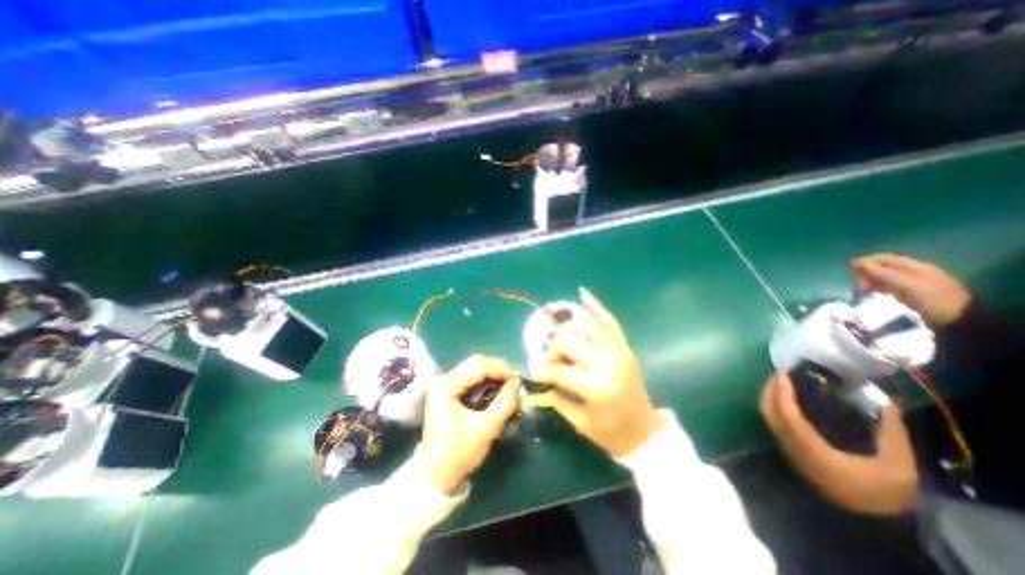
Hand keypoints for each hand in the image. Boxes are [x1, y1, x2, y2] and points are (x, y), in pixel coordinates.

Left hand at [417, 355, 515, 492]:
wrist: (436, 475)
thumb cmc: (458, 453)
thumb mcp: (486, 428)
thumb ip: (504, 403)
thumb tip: (517, 383)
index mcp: (447, 385)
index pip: (479, 365)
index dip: (502, 369)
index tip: (519, 380)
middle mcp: (444, 379)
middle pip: (477, 363)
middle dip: (499, 370)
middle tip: (515, 382)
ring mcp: (445, 384)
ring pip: (475, 369)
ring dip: (494, 375)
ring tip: (509, 386)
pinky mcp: (449, 391)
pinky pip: (472, 378)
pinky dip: (487, 381)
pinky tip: (497, 390)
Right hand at [528, 288, 665, 457]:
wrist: (646, 432)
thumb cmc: (611, 433)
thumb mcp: (579, 422)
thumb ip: (556, 398)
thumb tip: (539, 378)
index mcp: (596, 387)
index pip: (559, 369)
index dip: (543, 371)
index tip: (536, 374)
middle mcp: (607, 362)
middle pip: (569, 340)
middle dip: (554, 348)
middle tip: (552, 359)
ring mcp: (618, 351)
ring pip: (586, 325)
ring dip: (568, 326)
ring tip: (559, 334)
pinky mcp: (625, 347)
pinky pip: (610, 321)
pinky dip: (596, 306)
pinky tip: (583, 293)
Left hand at [760, 372, 920, 515]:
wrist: (873, 522)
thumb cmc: (885, 493)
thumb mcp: (899, 467)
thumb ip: (892, 433)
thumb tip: (889, 404)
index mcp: (812, 450)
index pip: (786, 415)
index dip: (781, 393)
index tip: (783, 374)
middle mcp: (792, 447)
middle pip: (770, 412)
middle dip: (770, 390)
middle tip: (779, 373)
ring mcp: (788, 449)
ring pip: (769, 417)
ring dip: (770, 397)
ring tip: (781, 382)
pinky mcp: (790, 451)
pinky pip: (775, 423)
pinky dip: (775, 407)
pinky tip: (785, 399)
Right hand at [854, 252, 970, 328]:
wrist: (959, 320)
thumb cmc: (933, 299)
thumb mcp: (907, 284)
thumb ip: (882, 273)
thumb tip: (857, 262)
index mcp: (913, 266)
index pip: (883, 258)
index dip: (865, 262)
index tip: (851, 272)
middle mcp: (911, 272)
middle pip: (880, 268)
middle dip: (865, 275)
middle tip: (858, 288)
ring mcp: (910, 283)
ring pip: (881, 278)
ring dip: (869, 283)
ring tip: (862, 294)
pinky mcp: (908, 294)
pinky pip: (886, 288)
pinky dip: (876, 290)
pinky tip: (872, 297)